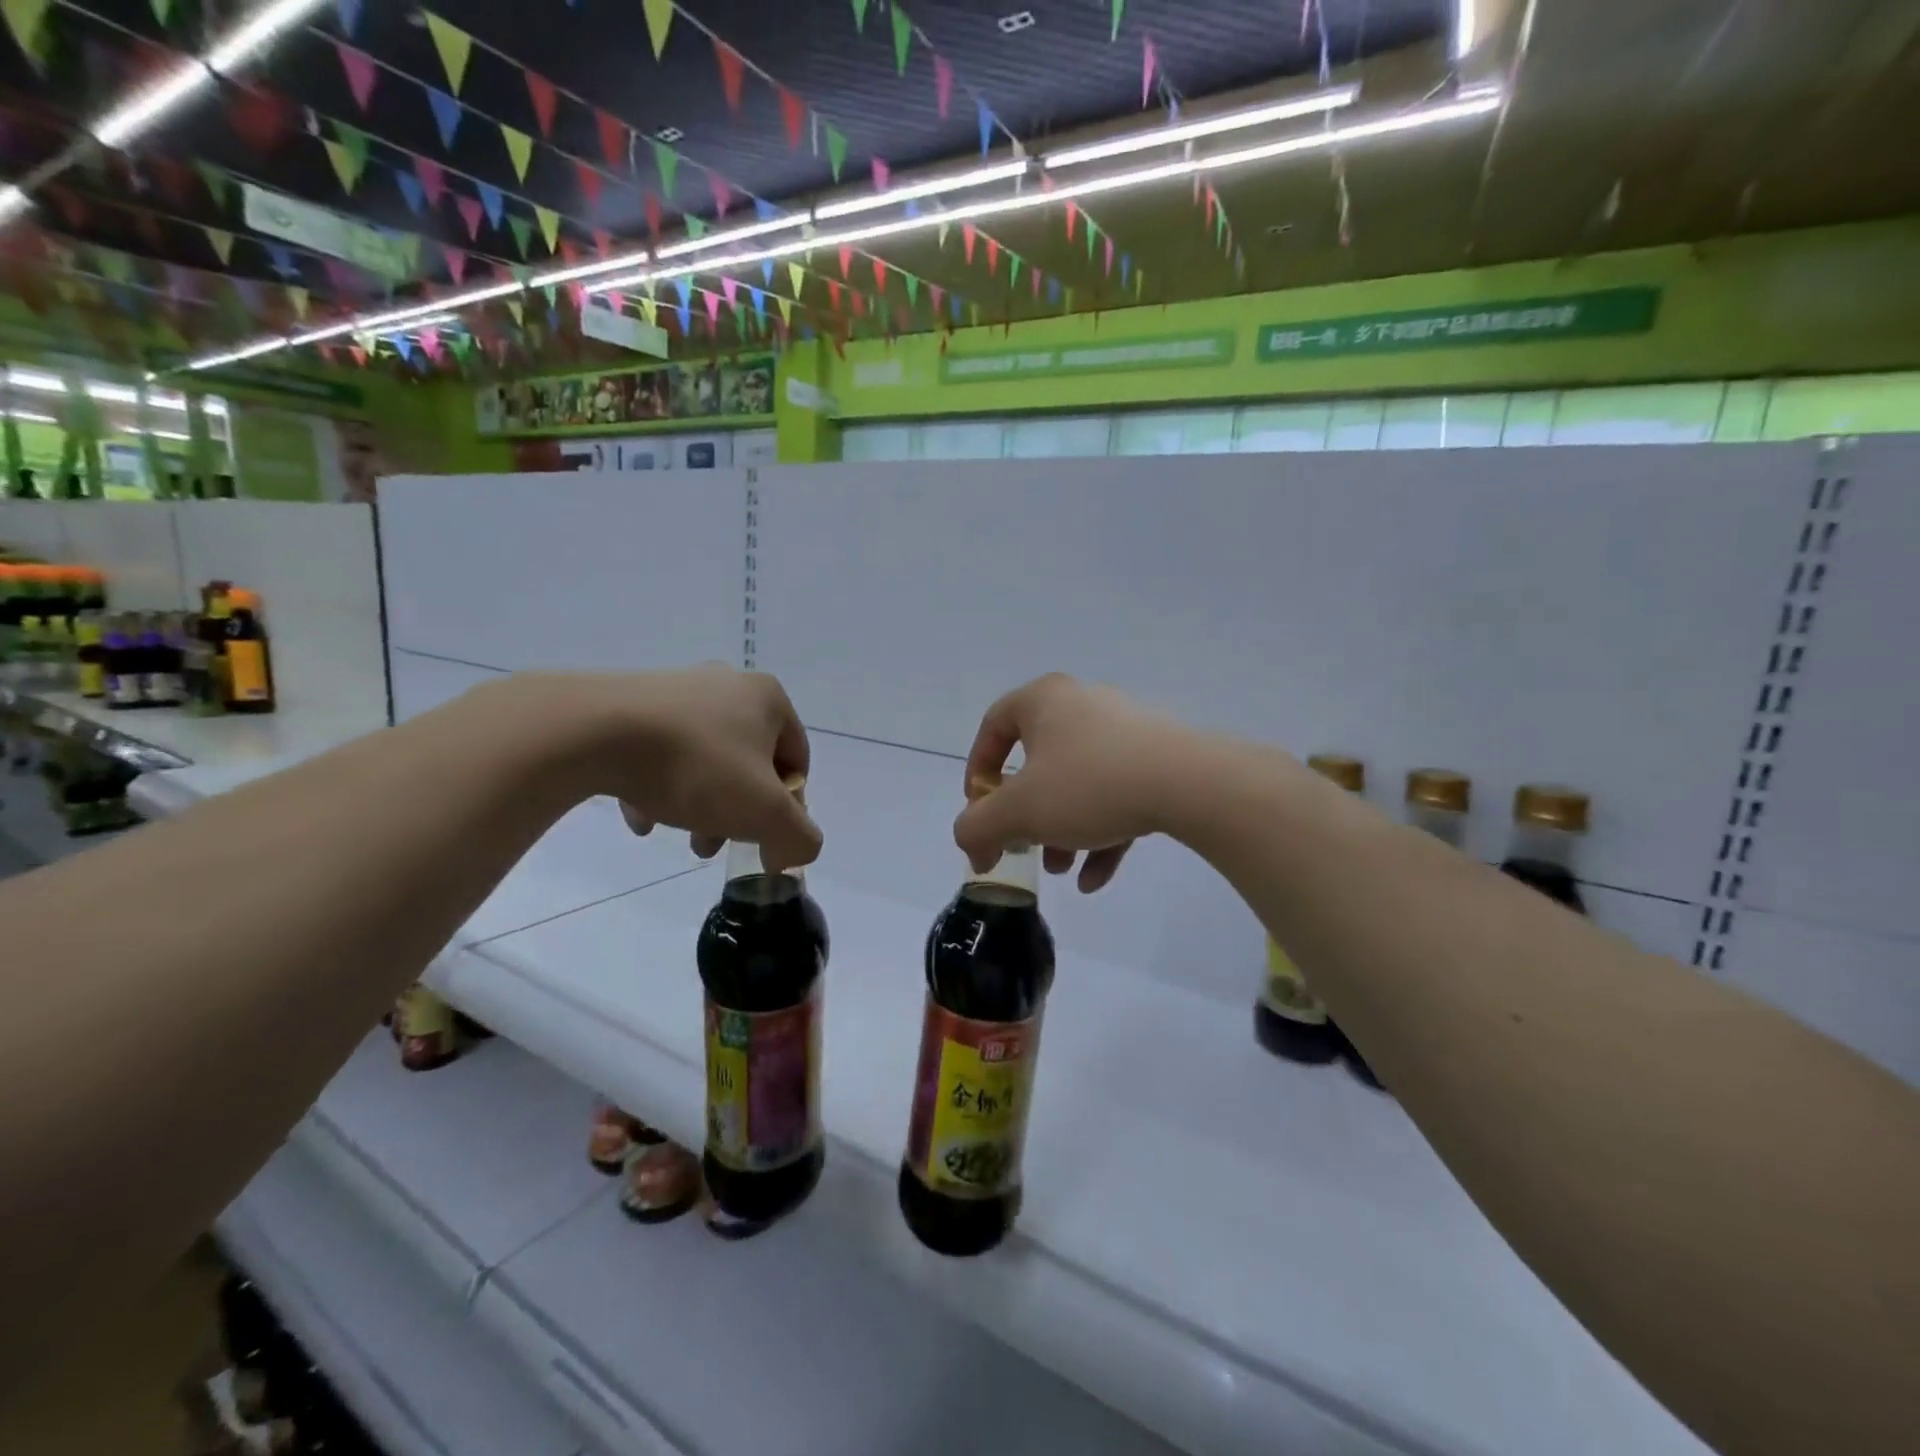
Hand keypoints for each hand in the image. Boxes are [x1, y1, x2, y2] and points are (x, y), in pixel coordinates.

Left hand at [536, 667, 820, 872]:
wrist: (591, 732)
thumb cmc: (696, 766)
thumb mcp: (765, 814)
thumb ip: (798, 838)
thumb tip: (792, 852)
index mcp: (768, 698)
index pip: (795, 761)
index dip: (786, 809)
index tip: (759, 839)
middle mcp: (727, 684)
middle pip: (747, 763)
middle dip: (735, 811)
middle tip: (713, 845)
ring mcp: (676, 689)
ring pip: (703, 759)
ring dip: (698, 802)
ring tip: (676, 835)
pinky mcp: (630, 701)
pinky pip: (657, 751)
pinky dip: (656, 785)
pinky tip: (640, 816)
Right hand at [954, 673, 1183, 892]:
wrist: (1186, 783)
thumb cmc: (1087, 784)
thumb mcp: (1018, 812)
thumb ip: (977, 828)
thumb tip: (972, 845)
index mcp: (1044, 700)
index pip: (994, 726)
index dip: (978, 770)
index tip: (981, 810)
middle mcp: (1082, 704)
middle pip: (1038, 762)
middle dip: (1027, 815)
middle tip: (1025, 848)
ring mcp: (1124, 729)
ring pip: (1079, 783)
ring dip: (1064, 830)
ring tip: (1063, 870)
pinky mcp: (1157, 757)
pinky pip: (1116, 793)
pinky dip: (1102, 832)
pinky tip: (1096, 878)